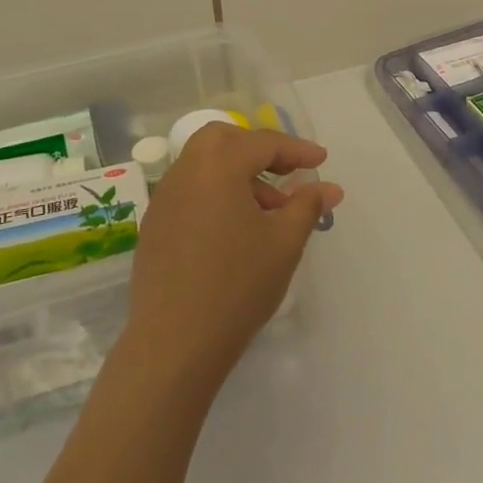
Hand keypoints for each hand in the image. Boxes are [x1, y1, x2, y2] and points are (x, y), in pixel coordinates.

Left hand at [120, 124, 344, 388]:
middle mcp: (185, 172)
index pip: (262, 143)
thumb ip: (307, 206)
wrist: (174, 342)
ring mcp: (164, 199)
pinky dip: (216, 193)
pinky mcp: (154, 226)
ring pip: (204, 166)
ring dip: (238, 174)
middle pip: (223, 140)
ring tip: (269, 212)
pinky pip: (190, 191)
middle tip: (287, 172)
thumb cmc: (237, 285)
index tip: (321, 161)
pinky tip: (236, 230)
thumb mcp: (284, 243)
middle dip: (258, 149)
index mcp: (217, 166)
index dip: (296, 150)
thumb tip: (328, 187)